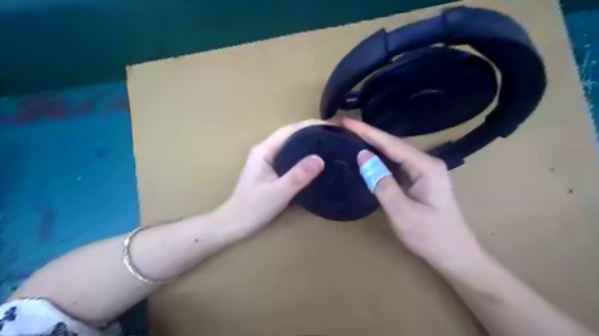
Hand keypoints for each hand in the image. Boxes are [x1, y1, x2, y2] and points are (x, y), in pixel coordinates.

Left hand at [216, 120, 326, 237]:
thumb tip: (320, 159)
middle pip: (292, 135)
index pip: (290, 130)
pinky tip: (317, 161)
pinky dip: (305, 155)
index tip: (331, 126)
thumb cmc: (254, 208)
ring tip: (330, 144)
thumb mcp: (278, 192)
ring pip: (292, 145)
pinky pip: (292, 157)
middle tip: (335, 134)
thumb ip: (298, 176)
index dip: (311, 125)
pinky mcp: (272, 170)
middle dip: (313, 132)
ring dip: (310, 142)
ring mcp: (269, 160)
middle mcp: (266, 151)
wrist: (236, 224)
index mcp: (265, 150)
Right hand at [342, 117, 485, 272]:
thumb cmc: (430, 236)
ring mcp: (423, 171)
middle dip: (367, 134)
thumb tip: (363, 155)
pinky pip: (395, 163)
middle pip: (392, 144)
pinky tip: (366, 154)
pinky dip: (379, 157)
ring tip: (350, 135)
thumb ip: (381, 182)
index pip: (391, 144)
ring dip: (372, 144)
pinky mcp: (418, 179)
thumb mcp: (401, 211)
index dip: (367, 132)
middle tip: (344, 126)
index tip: (346, 122)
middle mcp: (426, 163)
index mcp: (426, 166)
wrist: (454, 255)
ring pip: (393, 152)